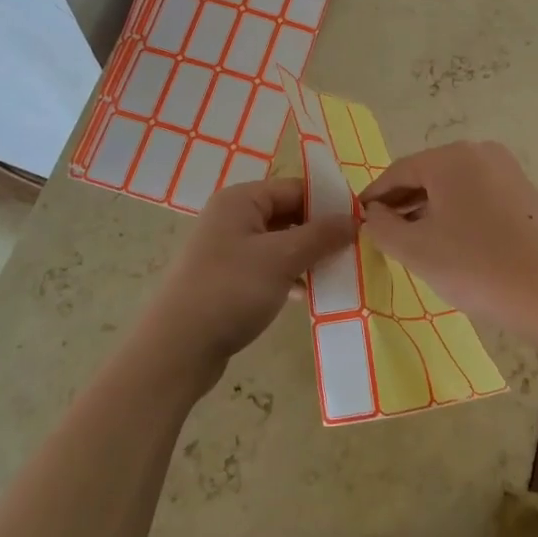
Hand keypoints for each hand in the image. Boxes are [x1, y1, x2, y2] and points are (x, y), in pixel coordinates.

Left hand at [141, 177, 356, 384]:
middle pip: (287, 214)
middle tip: (353, 251)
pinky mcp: (226, 279)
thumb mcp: (282, 258)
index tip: (360, 224)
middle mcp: (231, 217)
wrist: (176, 349)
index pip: (295, 188)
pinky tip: (307, 294)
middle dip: (319, 232)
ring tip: (337, 273)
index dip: (328, 203)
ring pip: (278, 243)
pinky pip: (266, 267)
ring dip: (306, 256)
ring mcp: (226, 249)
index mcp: (241, 200)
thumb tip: (355, 219)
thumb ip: (321, 235)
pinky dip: (288, 276)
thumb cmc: (231, 290)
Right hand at [359, 141, 537, 346]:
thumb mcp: (416, 250)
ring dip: (428, 209)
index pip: (398, 171)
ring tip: (412, 241)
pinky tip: (451, 242)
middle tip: (382, 232)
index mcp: (451, 158)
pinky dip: (457, 213)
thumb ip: (382, 228)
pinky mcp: (525, 193)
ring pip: (453, 186)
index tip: (358, 218)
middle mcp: (480, 152)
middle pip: (427, 174)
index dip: (374, 196)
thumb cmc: (478, 267)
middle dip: (402, 202)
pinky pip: (477, 195)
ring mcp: (507, 171)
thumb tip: (372, 214)